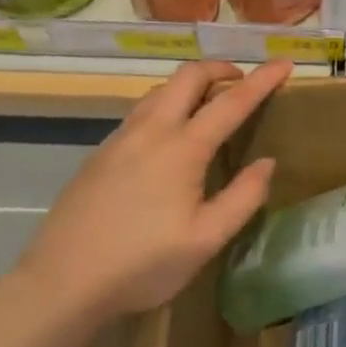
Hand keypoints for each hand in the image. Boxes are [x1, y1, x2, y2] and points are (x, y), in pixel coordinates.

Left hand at [16, 60, 291, 322]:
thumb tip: (267, 163)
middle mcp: (151, 130)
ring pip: (159, 90)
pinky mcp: (99, 153)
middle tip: (241, 81)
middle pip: (188, 76)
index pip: (231, 101)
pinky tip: (167, 138)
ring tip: (207, 105)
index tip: (285, 63)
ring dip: (189, 85)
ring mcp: (120, 138)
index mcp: (182, 148)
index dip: (262, 80)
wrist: (60, 283)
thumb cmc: (141, 264)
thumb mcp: (205, 240)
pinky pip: (140, 112)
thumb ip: (242, 198)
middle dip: (219, 67)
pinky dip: (166, 105)